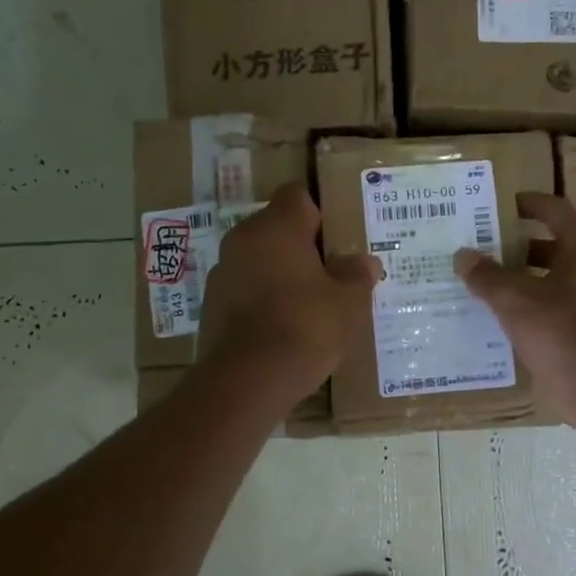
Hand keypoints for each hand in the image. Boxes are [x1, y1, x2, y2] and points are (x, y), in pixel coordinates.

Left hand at [200, 183, 381, 399]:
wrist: (247, 380)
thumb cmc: (305, 326)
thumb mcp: (348, 302)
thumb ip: (357, 274)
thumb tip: (364, 262)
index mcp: (277, 226)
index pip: (298, 196)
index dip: (321, 214)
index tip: (338, 241)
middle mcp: (243, 238)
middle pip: (276, 228)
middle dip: (302, 247)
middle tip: (330, 274)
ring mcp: (222, 272)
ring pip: (258, 259)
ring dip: (279, 273)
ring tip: (307, 304)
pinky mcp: (210, 304)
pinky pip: (244, 289)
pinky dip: (261, 299)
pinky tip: (282, 327)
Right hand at [454, 192, 575, 435]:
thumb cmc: (561, 331)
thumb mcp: (515, 299)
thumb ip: (486, 276)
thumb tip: (463, 255)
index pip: (555, 211)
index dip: (529, 203)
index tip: (501, 205)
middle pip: (552, 247)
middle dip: (516, 247)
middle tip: (481, 249)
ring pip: (552, 282)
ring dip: (521, 281)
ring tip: (483, 285)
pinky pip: (554, 311)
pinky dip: (530, 310)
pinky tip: (502, 321)